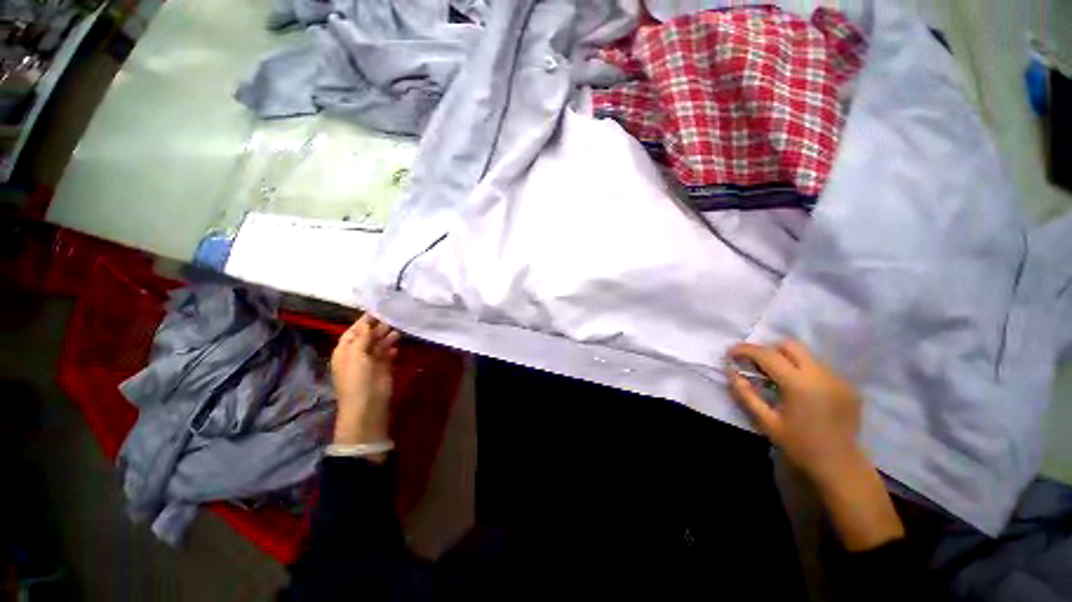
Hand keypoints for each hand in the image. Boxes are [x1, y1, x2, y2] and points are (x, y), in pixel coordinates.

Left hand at [330, 315, 400, 449]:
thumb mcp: (356, 354)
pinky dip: (392, 349)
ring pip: (380, 344)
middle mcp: (357, 353)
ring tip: (399, 329)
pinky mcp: (383, 368)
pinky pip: (388, 354)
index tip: (379, 308)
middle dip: (379, 326)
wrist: (368, 404)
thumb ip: (363, 337)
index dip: (365, 320)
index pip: (355, 330)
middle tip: (393, 316)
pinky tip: (398, 345)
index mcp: (345, 349)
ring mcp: (371, 361)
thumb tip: (369, 323)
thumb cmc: (357, 378)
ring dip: (387, 336)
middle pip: (368, 335)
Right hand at [727, 340, 903, 550]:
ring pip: (806, 354)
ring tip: (777, 379)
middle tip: (756, 366)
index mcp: (799, 385)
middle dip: (768, 350)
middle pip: (790, 345)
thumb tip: (731, 372)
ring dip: (786, 360)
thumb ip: (746, 394)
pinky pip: (819, 367)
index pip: (767, 354)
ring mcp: (838, 379)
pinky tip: (800, 391)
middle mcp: (821, 375)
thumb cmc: (800, 446)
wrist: (841, 466)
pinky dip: (803, 370)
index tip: (730, 353)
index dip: (744, 349)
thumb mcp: (766, 422)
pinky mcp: (848, 385)